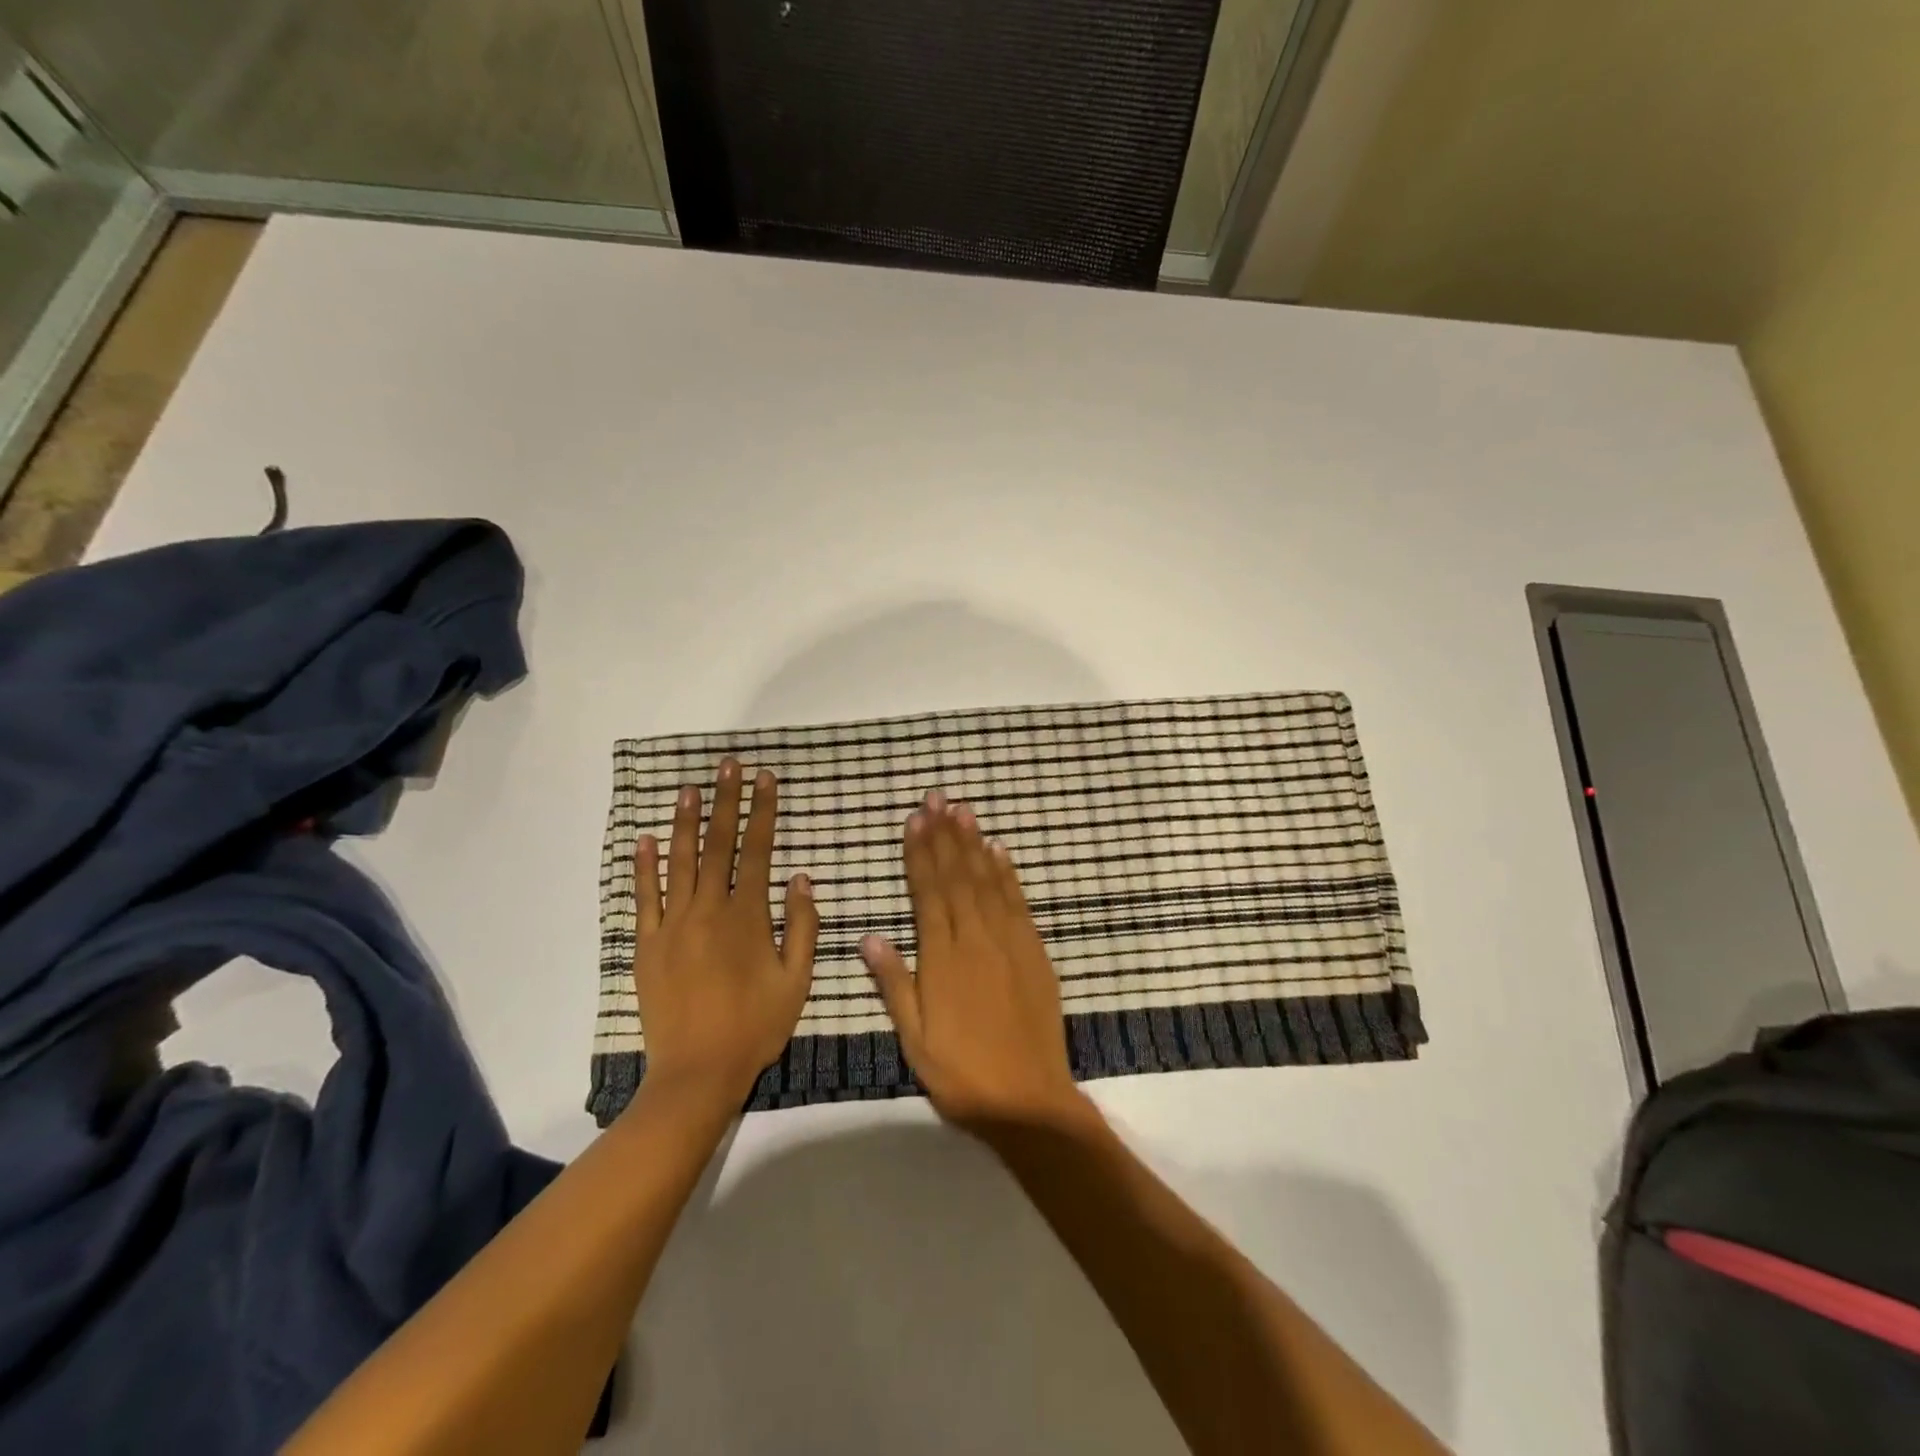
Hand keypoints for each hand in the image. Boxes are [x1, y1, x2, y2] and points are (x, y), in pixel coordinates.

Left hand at [632, 758, 818, 1107]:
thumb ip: (801, 926)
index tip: (764, 779)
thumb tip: (800, 878)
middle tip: (727, 765)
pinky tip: (645, 839)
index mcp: (748, 916)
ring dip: (685, 822)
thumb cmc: (755, 1026)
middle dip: (725, 801)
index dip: (762, 812)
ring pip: (679, 862)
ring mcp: (673, 925)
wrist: (697, 1073)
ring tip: (689, 788)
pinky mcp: (647, 945)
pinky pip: (644, 898)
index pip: (757, 851)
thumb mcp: (797, 980)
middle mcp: (709, 910)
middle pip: (718, 844)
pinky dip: (644, 867)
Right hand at [860, 791, 1091, 1132]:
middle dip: (945, 835)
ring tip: (963, 810)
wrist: (1028, 1099)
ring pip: (988, 881)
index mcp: (943, 959)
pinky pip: (1018, 902)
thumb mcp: (914, 1039)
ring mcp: (1010, 942)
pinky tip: (999, 851)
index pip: (928, 894)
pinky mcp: (1035, 952)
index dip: (919, 855)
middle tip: (936, 798)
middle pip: (958, 877)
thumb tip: (868, 937)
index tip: (913, 821)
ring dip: (974, 843)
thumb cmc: (961, 1073)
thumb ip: (893, 984)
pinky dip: (1008, 874)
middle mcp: (976, 940)